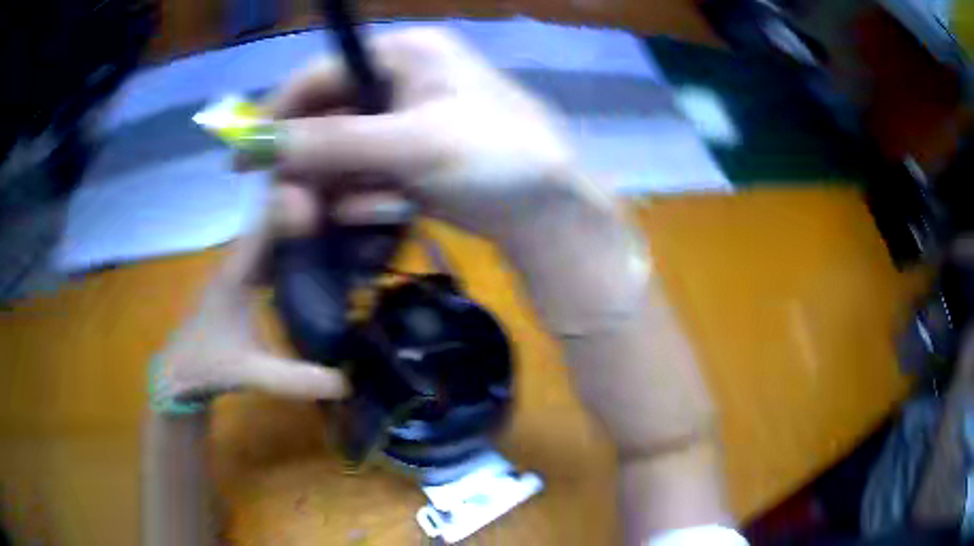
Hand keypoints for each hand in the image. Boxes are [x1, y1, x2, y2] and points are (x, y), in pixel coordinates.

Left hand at [154, 185, 347, 404]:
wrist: (179, 372)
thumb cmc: (209, 365)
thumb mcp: (251, 373)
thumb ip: (294, 379)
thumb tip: (346, 383)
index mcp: (236, 274)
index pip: (266, 226)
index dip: (294, 205)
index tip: (328, 189)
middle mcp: (237, 262)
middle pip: (270, 221)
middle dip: (303, 206)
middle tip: (344, 197)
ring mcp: (237, 270)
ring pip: (270, 235)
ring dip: (297, 223)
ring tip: (336, 216)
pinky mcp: (240, 281)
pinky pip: (269, 252)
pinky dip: (290, 245)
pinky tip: (313, 252)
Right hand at [268, 28, 613, 245]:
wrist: (550, 212)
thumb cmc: (494, 160)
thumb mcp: (410, 145)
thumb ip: (331, 143)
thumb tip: (258, 143)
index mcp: (408, 53)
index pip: (322, 75)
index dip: (279, 114)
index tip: (244, 156)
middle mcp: (405, 77)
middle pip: (330, 115)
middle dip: (312, 162)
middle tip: (291, 202)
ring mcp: (410, 117)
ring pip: (345, 149)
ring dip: (342, 186)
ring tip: (361, 211)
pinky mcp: (415, 153)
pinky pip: (368, 170)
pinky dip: (367, 195)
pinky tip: (390, 211)